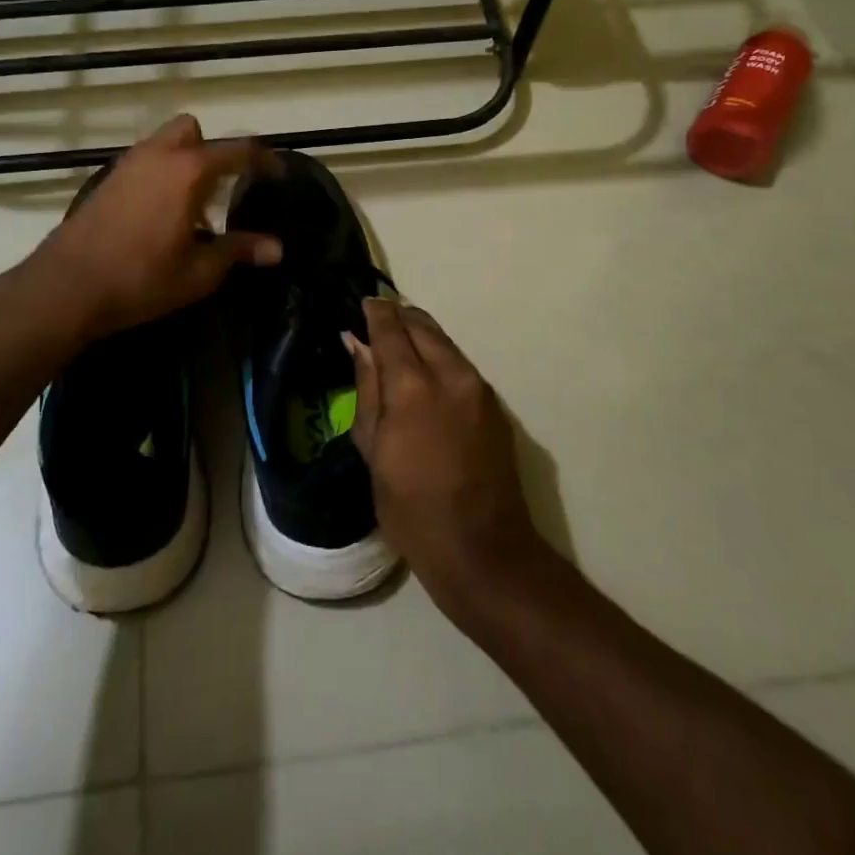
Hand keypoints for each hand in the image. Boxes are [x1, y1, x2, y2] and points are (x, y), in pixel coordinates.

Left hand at [26, 114, 282, 340]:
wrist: (66, 286)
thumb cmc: (140, 278)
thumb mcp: (198, 272)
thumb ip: (239, 250)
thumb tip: (277, 248)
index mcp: (188, 171)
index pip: (238, 150)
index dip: (264, 160)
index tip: (277, 175)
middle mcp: (158, 155)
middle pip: (193, 130)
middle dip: (212, 149)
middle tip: (221, 187)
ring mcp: (127, 164)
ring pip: (164, 143)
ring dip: (184, 160)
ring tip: (192, 206)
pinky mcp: (107, 180)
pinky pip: (144, 161)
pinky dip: (160, 173)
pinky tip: (159, 214)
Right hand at [345, 299, 545, 612]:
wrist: (484, 551)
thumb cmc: (412, 510)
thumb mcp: (373, 451)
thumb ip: (367, 389)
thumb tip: (358, 344)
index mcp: (413, 386)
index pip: (391, 329)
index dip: (376, 312)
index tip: (364, 304)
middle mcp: (451, 375)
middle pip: (423, 326)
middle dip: (400, 317)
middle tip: (379, 320)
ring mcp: (479, 388)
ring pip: (445, 342)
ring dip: (422, 335)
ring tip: (400, 343)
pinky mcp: (495, 405)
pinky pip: (461, 365)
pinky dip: (440, 357)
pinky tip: (427, 374)